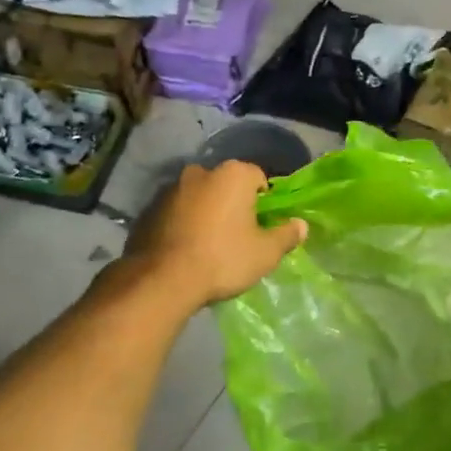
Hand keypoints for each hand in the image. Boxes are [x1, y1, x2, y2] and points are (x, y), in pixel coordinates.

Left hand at [124, 161, 306, 311]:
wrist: (163, 279)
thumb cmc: (223, 259)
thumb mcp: (265, 253)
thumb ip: (286, 234)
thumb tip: (301, 225)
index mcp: (233, 174)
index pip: (258, 177)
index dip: (264, 201)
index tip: (262, 225)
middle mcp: (201, 172)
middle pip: (226, 185)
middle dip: (233, 203)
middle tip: (237, 234)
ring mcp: (171, 188)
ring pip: (199, 197)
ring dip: (206, 212)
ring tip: (208, 244)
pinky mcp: (149, 208)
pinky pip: (176, 211)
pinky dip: (183, 222)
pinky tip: (185, 248)